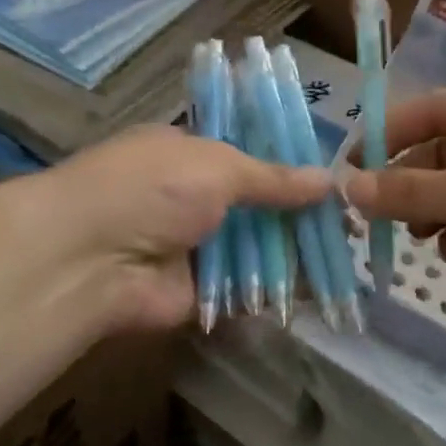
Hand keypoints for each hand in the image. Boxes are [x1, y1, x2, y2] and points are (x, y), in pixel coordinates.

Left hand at [11, 125, 331, 335]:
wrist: (92, 257)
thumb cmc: (152, 187)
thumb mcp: (217, 165)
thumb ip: (272, 178)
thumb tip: (328, 180)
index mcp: (186, 153)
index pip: (245, 153)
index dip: (286, 164)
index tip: (332, 176)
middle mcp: (190, 197)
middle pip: (255, 205)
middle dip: (298, 214)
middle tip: (353, 222)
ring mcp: (193, 246)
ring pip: (255, 248)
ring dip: (296, 253)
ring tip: (352, 255)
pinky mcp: (199, 292)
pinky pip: (247, 289)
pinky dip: (280, 290)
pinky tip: (326, 290)